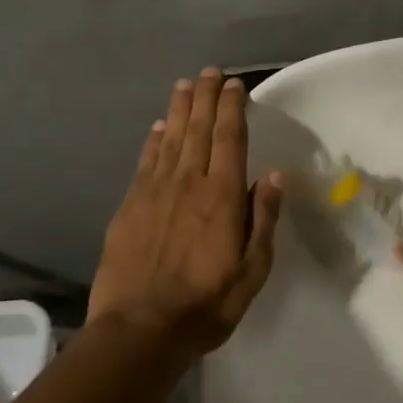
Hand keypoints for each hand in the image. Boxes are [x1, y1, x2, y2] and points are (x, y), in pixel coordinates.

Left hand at [90, 68, 282, 355]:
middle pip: (198, 129)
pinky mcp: (129, 206)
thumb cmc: (206, 304)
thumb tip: (273, 176)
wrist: (139, 330)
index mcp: (222, 197)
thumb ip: (262, 220)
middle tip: (210, 72)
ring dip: (179, 109)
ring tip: (185, 85)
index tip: (235, 85)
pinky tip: (157, 128)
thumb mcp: (252, 271)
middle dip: (205, 97)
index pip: (229, 139)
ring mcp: (154, 192)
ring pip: (169, 139)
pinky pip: (145, 162)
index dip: (232, 108)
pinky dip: (153, 140)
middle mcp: (188, 183)